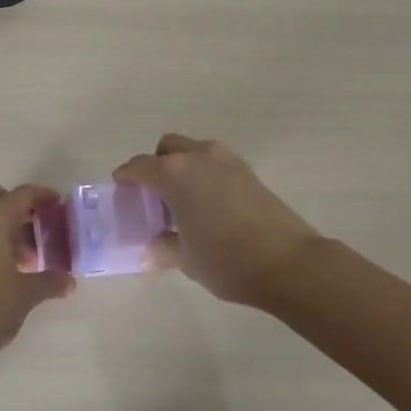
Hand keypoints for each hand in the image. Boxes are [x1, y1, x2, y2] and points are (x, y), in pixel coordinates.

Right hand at [115, 135, 321, 307]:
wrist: (289, 262)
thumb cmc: (227, 260)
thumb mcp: (186, 259)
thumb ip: (163, 248)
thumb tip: (148, 252)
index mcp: (174, 174)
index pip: (139, 166)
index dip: (126, 176)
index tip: (121, 188)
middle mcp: (198, 157)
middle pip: (167, 148)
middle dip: (156, 164)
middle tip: (155, 195)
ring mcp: (226, 160)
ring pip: (194, 151)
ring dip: (183, 166)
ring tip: (184, 200)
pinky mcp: (248, 171)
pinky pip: (215, 162)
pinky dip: (205, 174)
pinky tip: (210, 203)